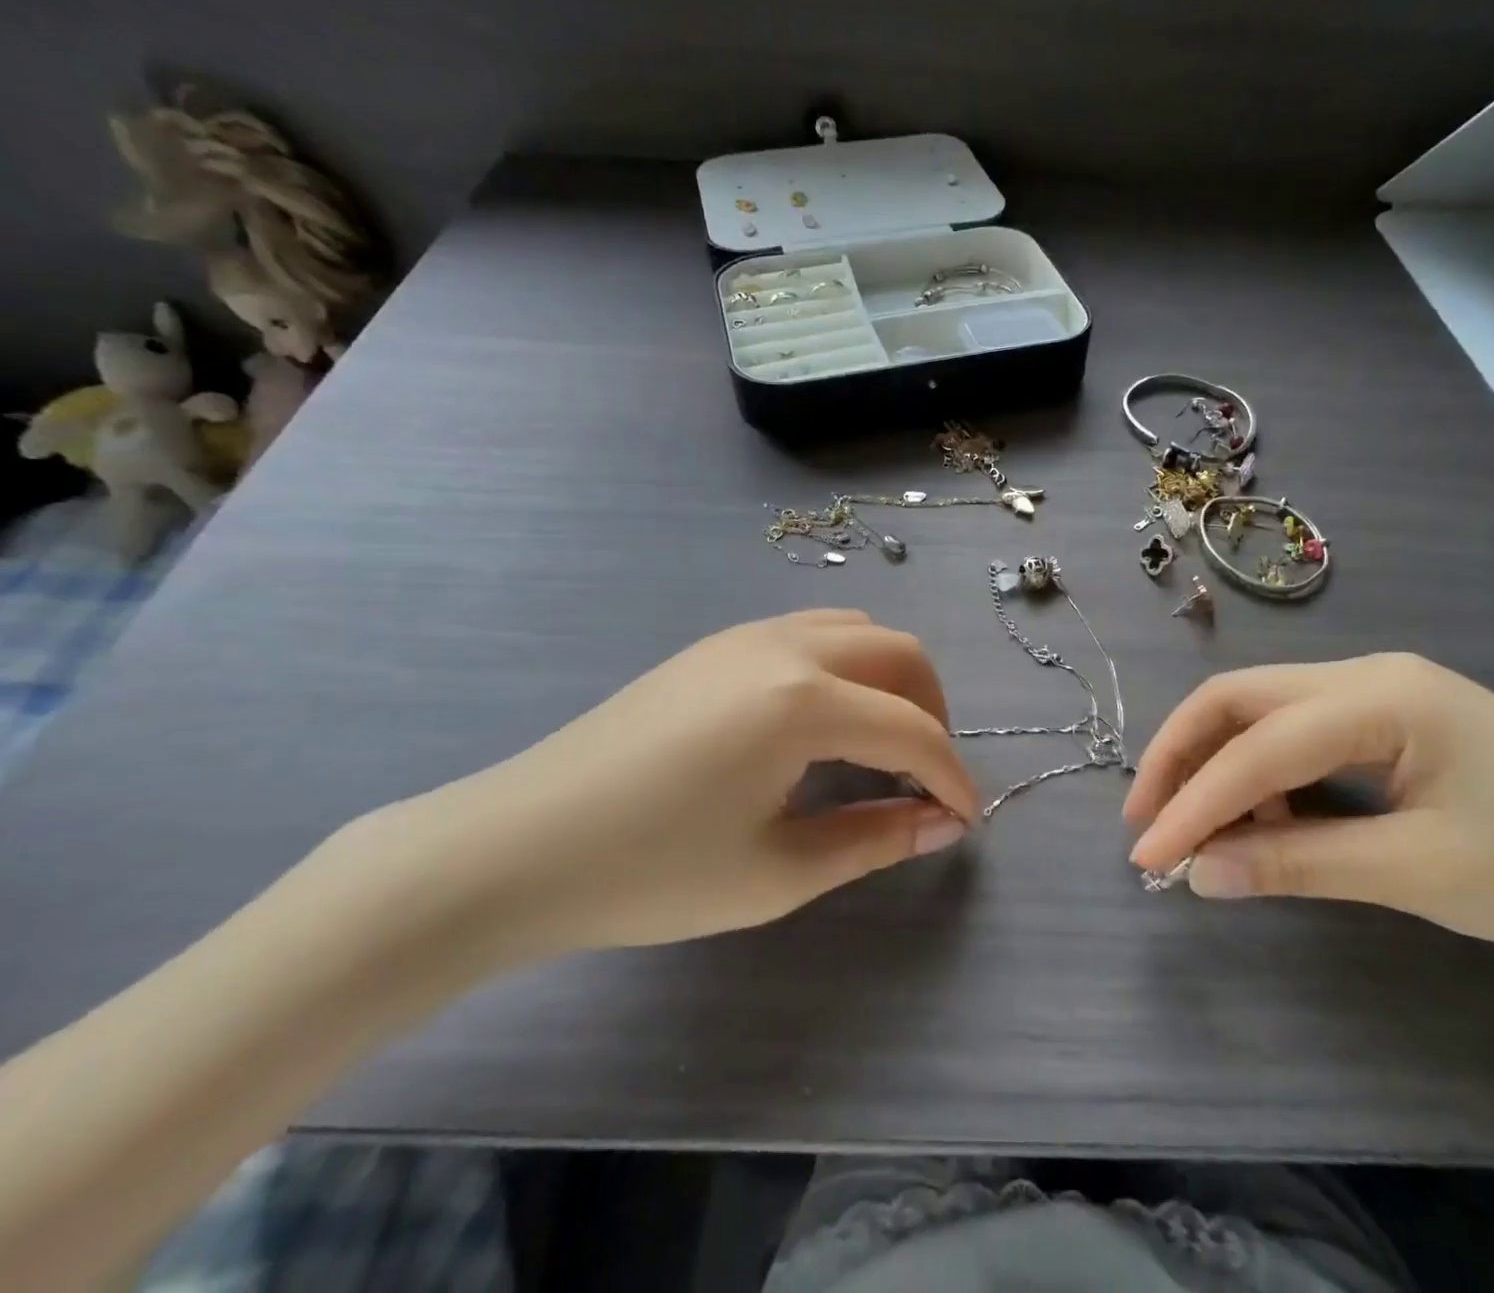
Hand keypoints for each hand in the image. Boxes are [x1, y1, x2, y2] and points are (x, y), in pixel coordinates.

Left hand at [395, 610, 978, 957]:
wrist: (518, 844)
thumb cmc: (650, 872)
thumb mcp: (776, 872)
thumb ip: (873, 839)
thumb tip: (941, 824)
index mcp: (802, 702)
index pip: (911, 731)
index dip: (951, 777)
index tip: (966, 819)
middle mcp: (785, 646)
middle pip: (900, 653)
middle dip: (931, 711)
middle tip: (925, 776)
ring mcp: (747, 635)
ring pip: (857, 630)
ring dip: (889, 680)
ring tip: (880, 744)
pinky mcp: (717, 643)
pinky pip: (811, 632)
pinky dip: (846, 667)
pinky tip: (823, 722)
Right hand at [1125, 653, 1493, 970]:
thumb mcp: (1417, 874)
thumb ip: (1297, 864)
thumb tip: (1197, 873)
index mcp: (1380, 697)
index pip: (1257, 747)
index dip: (1193, 804)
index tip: (1147, 857)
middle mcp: (1367, 674)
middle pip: (1240, 699)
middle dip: (1183, 756)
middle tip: (1148, 819)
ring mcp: (1379, 691)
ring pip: (1263, 711)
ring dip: (1220, 764)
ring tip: (1207, 831)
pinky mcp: (1389, 719)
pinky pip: (1299, 732)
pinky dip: (1264, 773)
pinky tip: (1269, 819)